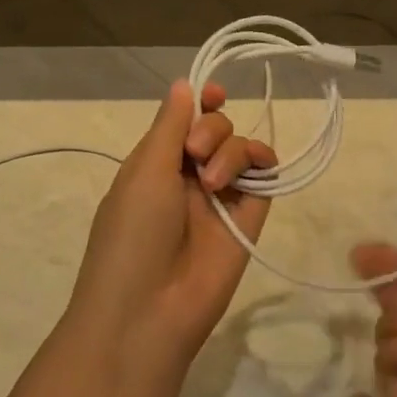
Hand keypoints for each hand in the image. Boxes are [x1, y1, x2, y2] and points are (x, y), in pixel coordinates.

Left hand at [70, 81, 276, 364]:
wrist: (148, 313)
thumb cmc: (133, 234)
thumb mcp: (145, 171)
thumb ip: (170, 125)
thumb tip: (183, 83)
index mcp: (155, 163)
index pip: (185, 120)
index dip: (201, 103)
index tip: (214, 94)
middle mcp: (188, 175)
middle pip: (216, 128)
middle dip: (210, 128)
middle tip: (194, 153)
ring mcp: (220, 198)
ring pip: (240, 148)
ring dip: (230, 150)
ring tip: (212, 181)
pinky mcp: (248, 219)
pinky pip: (263, 179)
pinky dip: (263, 164)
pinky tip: (255, 169)